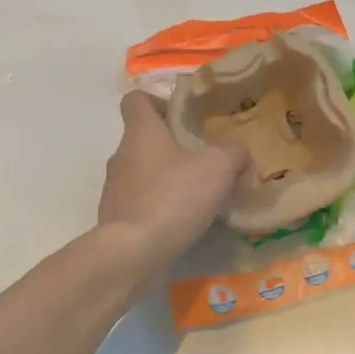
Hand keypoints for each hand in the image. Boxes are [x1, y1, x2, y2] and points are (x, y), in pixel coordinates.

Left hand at [99, 92, 247, 266]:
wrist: (134, 253)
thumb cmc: (173, 197)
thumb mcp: (219, 167)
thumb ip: (233, 152)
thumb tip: (239, 152)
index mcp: (141, 132)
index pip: (136, 100)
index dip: (156, 100)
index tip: (180, 113)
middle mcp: (122, 156)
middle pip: (143, 139)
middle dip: (171, 145)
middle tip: (202, 156)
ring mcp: (115, 190)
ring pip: (142, 173)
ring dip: (166, 178)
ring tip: (197, 193)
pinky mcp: (116, 220)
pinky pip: (141, 204)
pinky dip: (160, 207)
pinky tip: (183, 220)